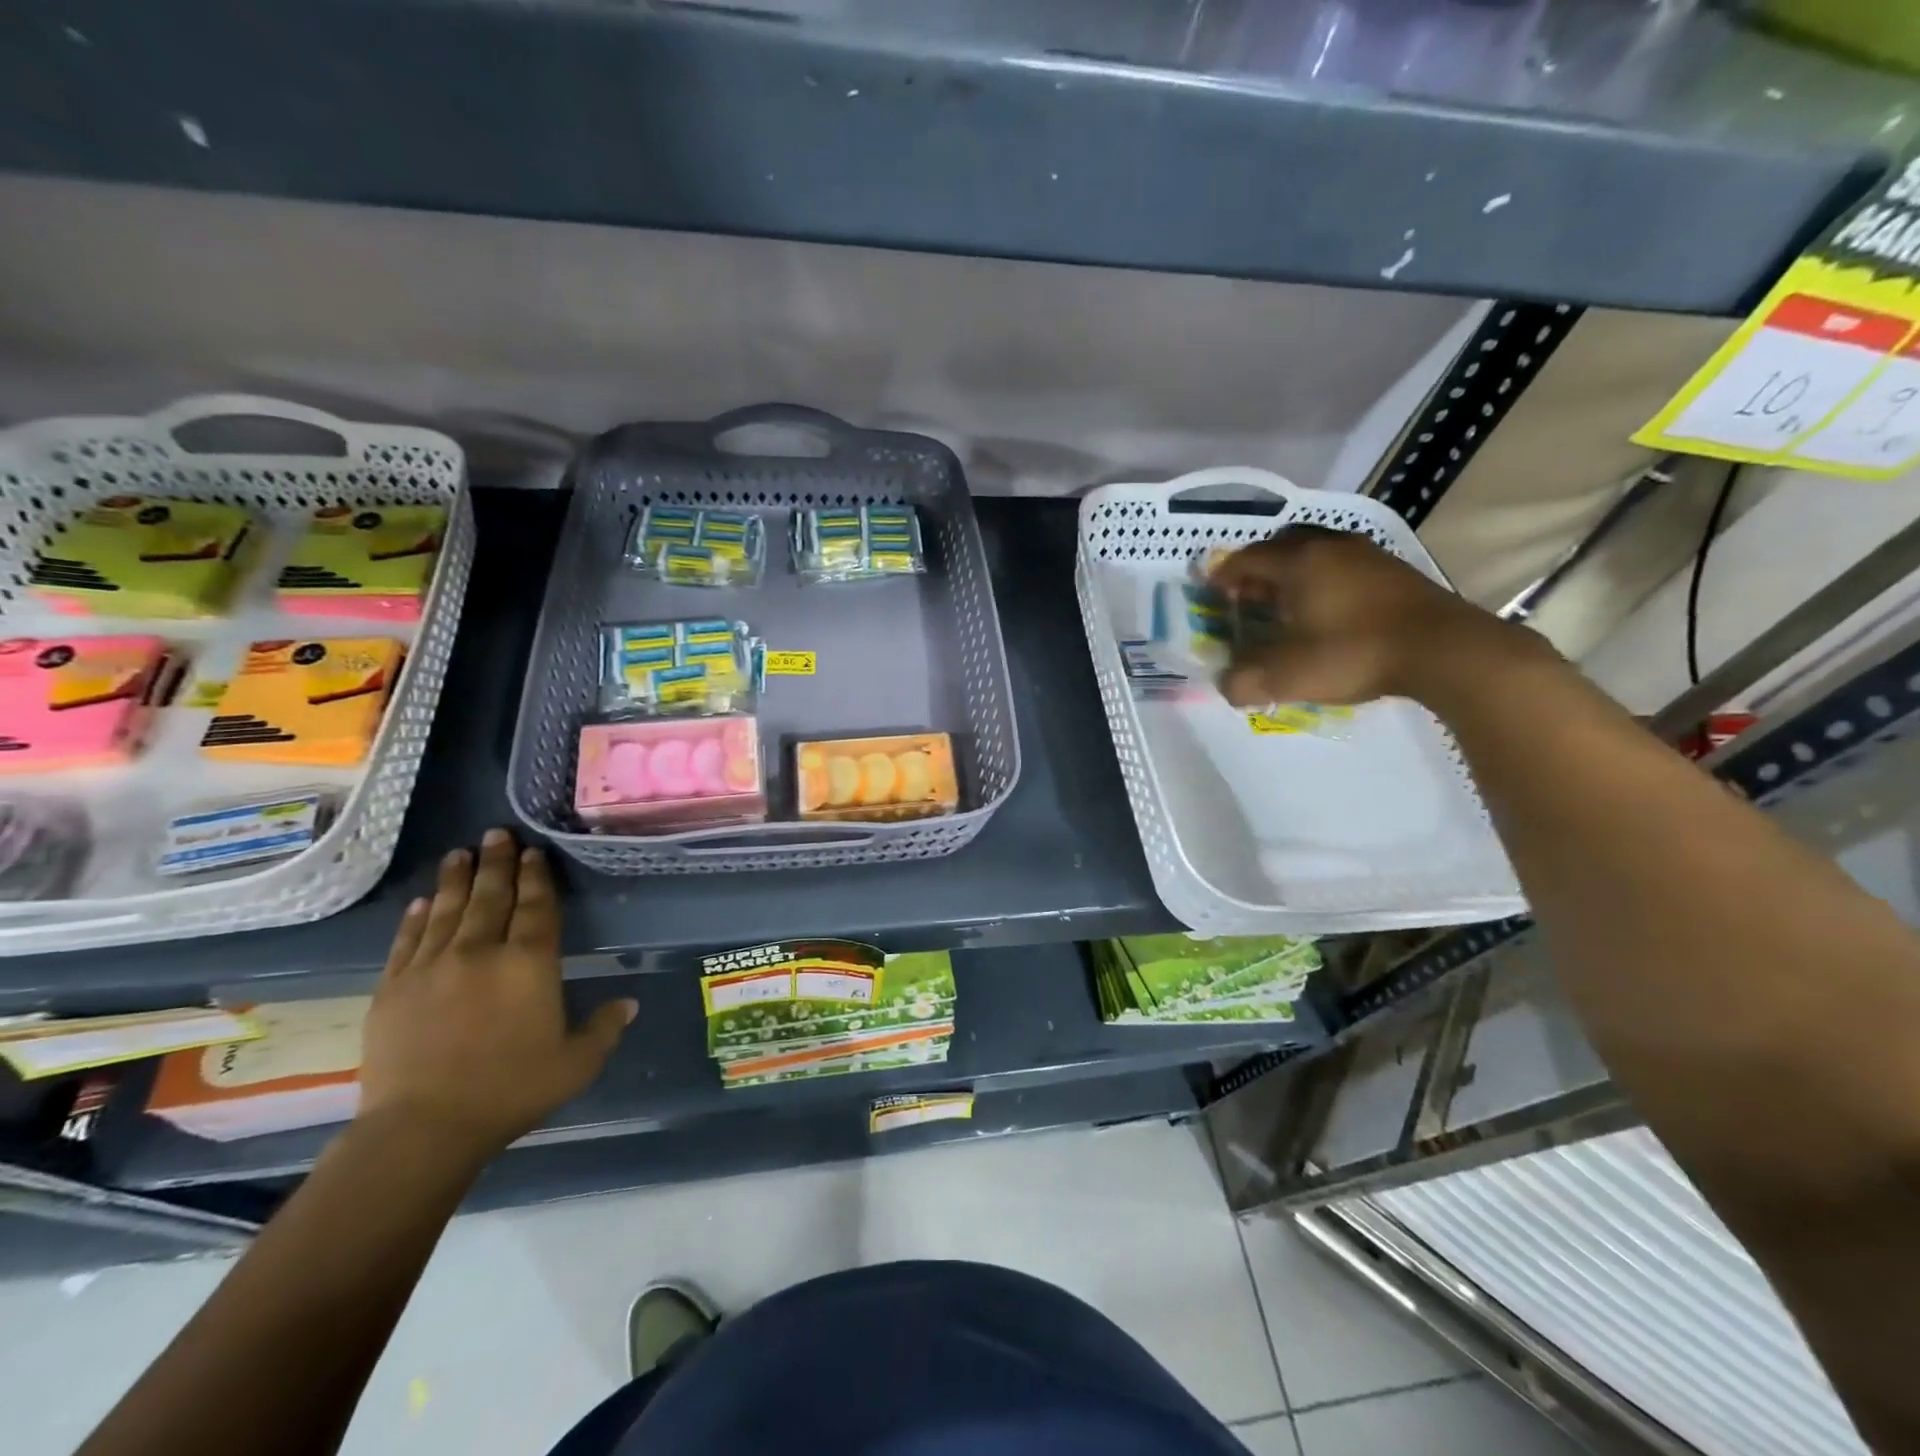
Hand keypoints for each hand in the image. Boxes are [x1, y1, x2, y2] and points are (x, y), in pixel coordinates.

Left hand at [358, 829, 634, 1164]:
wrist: (423, 1128)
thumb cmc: (512, 1091)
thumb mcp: (576, 1063)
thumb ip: (604, 1027)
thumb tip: (630, 1003)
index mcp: (529, 963)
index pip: (536, 906)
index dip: (536, 876)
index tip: (533, 852)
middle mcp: (481, 951)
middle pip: (491, 896)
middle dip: (496, 862)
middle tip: (496, 834)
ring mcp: (432, 967)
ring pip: (447, 910)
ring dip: (456, 879)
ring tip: (459, 853)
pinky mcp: (393, 988)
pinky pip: (407, 940)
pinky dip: (416, 917)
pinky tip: (422, 902)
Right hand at [1207, 526, 1526, 707]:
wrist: (1444, 650)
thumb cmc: (1353, 652)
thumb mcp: (1288, 676)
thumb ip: (1245, 682)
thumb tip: (1227, 687)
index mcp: (1298, 562)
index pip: (1246, 559)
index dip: (1223, 575)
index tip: (1211, 591)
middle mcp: (1329, 546)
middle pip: (1281, 546)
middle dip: (1258, 568)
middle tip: (1247, 595)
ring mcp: (1367, 555)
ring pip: (1315, 552)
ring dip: (1293, 573)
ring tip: (1285, 603)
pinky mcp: (1394, 570)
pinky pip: (1342, 565)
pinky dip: (1323, 580)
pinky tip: (1326, 609)